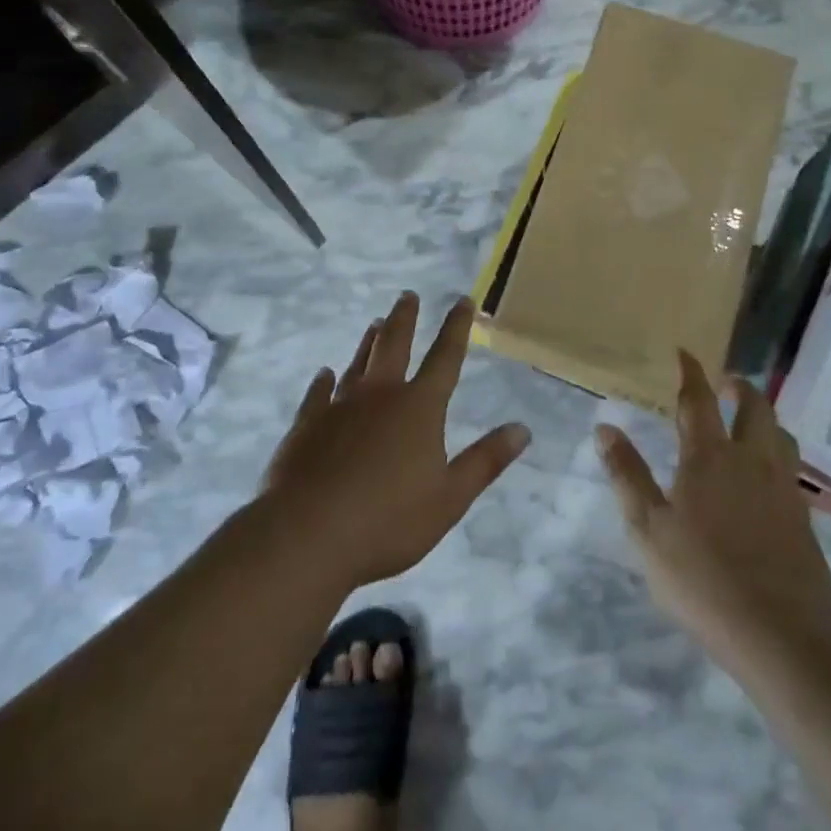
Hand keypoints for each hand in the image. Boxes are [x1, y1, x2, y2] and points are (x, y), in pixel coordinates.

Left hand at [262, 292, 530, 590]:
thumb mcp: (450, 498)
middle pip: (395, 345)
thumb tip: (522, 429)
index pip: (445, 358)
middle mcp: (380, 395)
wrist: (308, 536)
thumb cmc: (388, 521)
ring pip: (358, 363)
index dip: (457, 327)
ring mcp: (340, 406)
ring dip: (369, 342)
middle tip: (408, 295)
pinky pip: (318, 394)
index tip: (463, 300)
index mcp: (419, 408)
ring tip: (375, 323)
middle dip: (405, 318)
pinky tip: (324, 374)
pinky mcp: (307, 424)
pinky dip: (323, 382)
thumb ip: (485, 461)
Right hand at [597, 352, 830, 681]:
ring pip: (779, 434)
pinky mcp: (802, 517)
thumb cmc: (703, 578)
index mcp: (709, 456)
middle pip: (753, 407)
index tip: (685, 352)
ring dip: (764, 417)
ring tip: (751, 420)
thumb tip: (605, 427)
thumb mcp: (648, 528)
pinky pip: (791, 467)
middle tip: (726, 382)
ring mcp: (782, 487)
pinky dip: (778, 452)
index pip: (699, 400)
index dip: (691, 372)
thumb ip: (627, 475)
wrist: (783, 632)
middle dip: (739, 387)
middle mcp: (750, 460)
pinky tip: (768, 474)